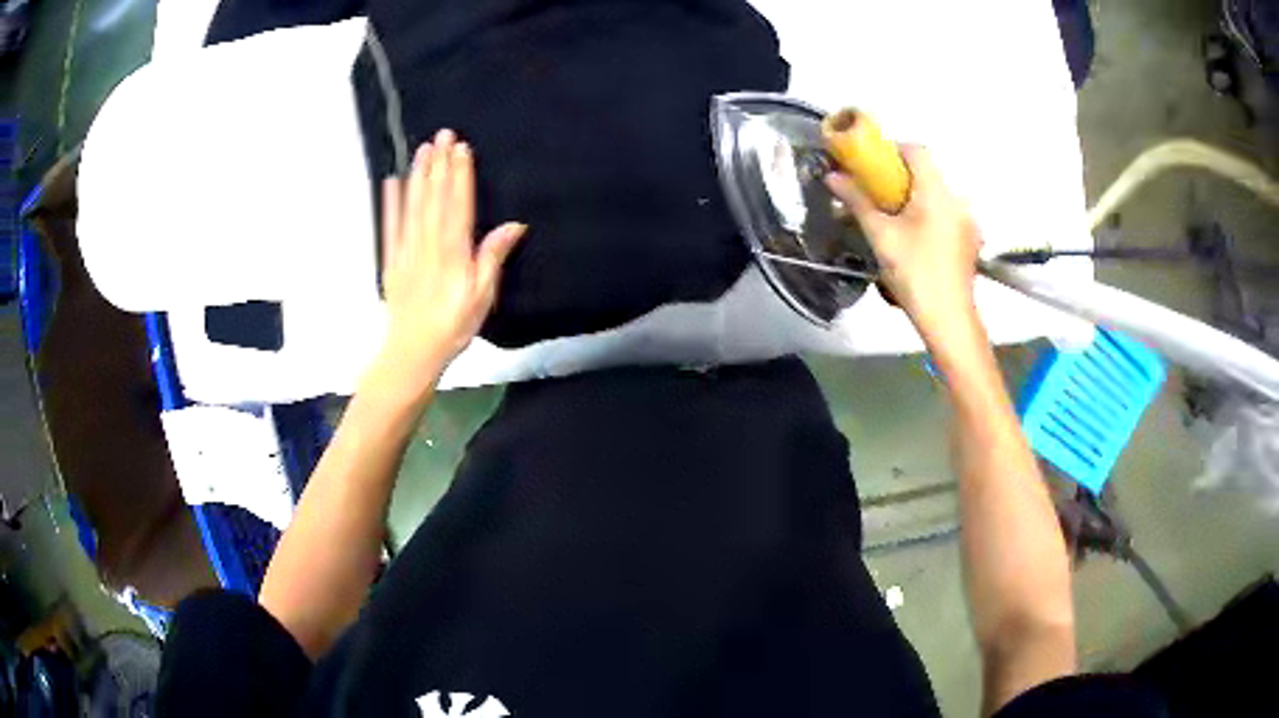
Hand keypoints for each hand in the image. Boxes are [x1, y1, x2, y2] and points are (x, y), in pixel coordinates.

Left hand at [372, 129, 526, 396]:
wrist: (412, 354)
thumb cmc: (453, 327)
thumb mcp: (483, 298)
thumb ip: (492, 258)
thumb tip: (514, 225)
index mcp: (453, 255)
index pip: (457, 207)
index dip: (460, 177)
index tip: (462, 149)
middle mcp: (428, 247)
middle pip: (434, 200)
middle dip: (439, 166)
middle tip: (443, 134)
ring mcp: (406, 252)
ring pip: (412, 207)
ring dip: (418, 176)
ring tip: (423, 148)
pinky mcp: (391, 261)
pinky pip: (390, 227)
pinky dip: (390, 203)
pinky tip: (393, 182)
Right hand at [826, 146, 981, 337]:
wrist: (948, 319)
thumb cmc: (914, 273)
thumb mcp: (880, 235)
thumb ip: (857, 201)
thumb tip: (832, 176)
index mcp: (936, 192)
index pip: (916, 150)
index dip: (892, 150)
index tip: (872, 165)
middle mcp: (956, 199)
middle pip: (927, 172)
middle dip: (900, 176)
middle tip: (876, 193)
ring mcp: (966, 221)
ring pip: (937, 194)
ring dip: (914, 196)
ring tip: (893, 218)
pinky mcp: (969, 240)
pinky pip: (946, 213)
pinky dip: (928, 214)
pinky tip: (915, 238)